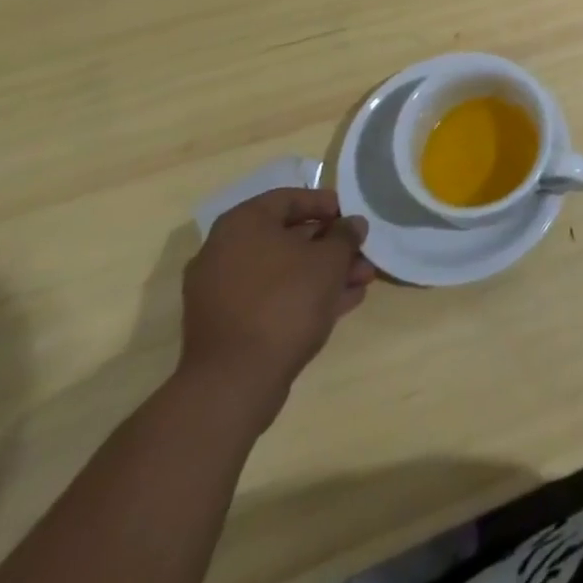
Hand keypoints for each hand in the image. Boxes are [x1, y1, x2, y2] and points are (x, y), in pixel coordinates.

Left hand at [179, 188, 376, 422]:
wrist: (234, 383)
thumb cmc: (284, 302)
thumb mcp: (329, 260)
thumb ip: (345, 235)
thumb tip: (352, 224)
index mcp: (242, 225)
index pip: (289, 199)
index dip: (326, 204)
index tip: (352, 217)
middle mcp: (224, 252)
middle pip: (287, 237)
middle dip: (330, 246)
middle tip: (362, 254)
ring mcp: (220, 292)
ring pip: (282, 271)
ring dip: (322, 273)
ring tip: (361, 282)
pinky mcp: (225, 325)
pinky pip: (270, 298)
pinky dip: (302, 296)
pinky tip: (340, 304)